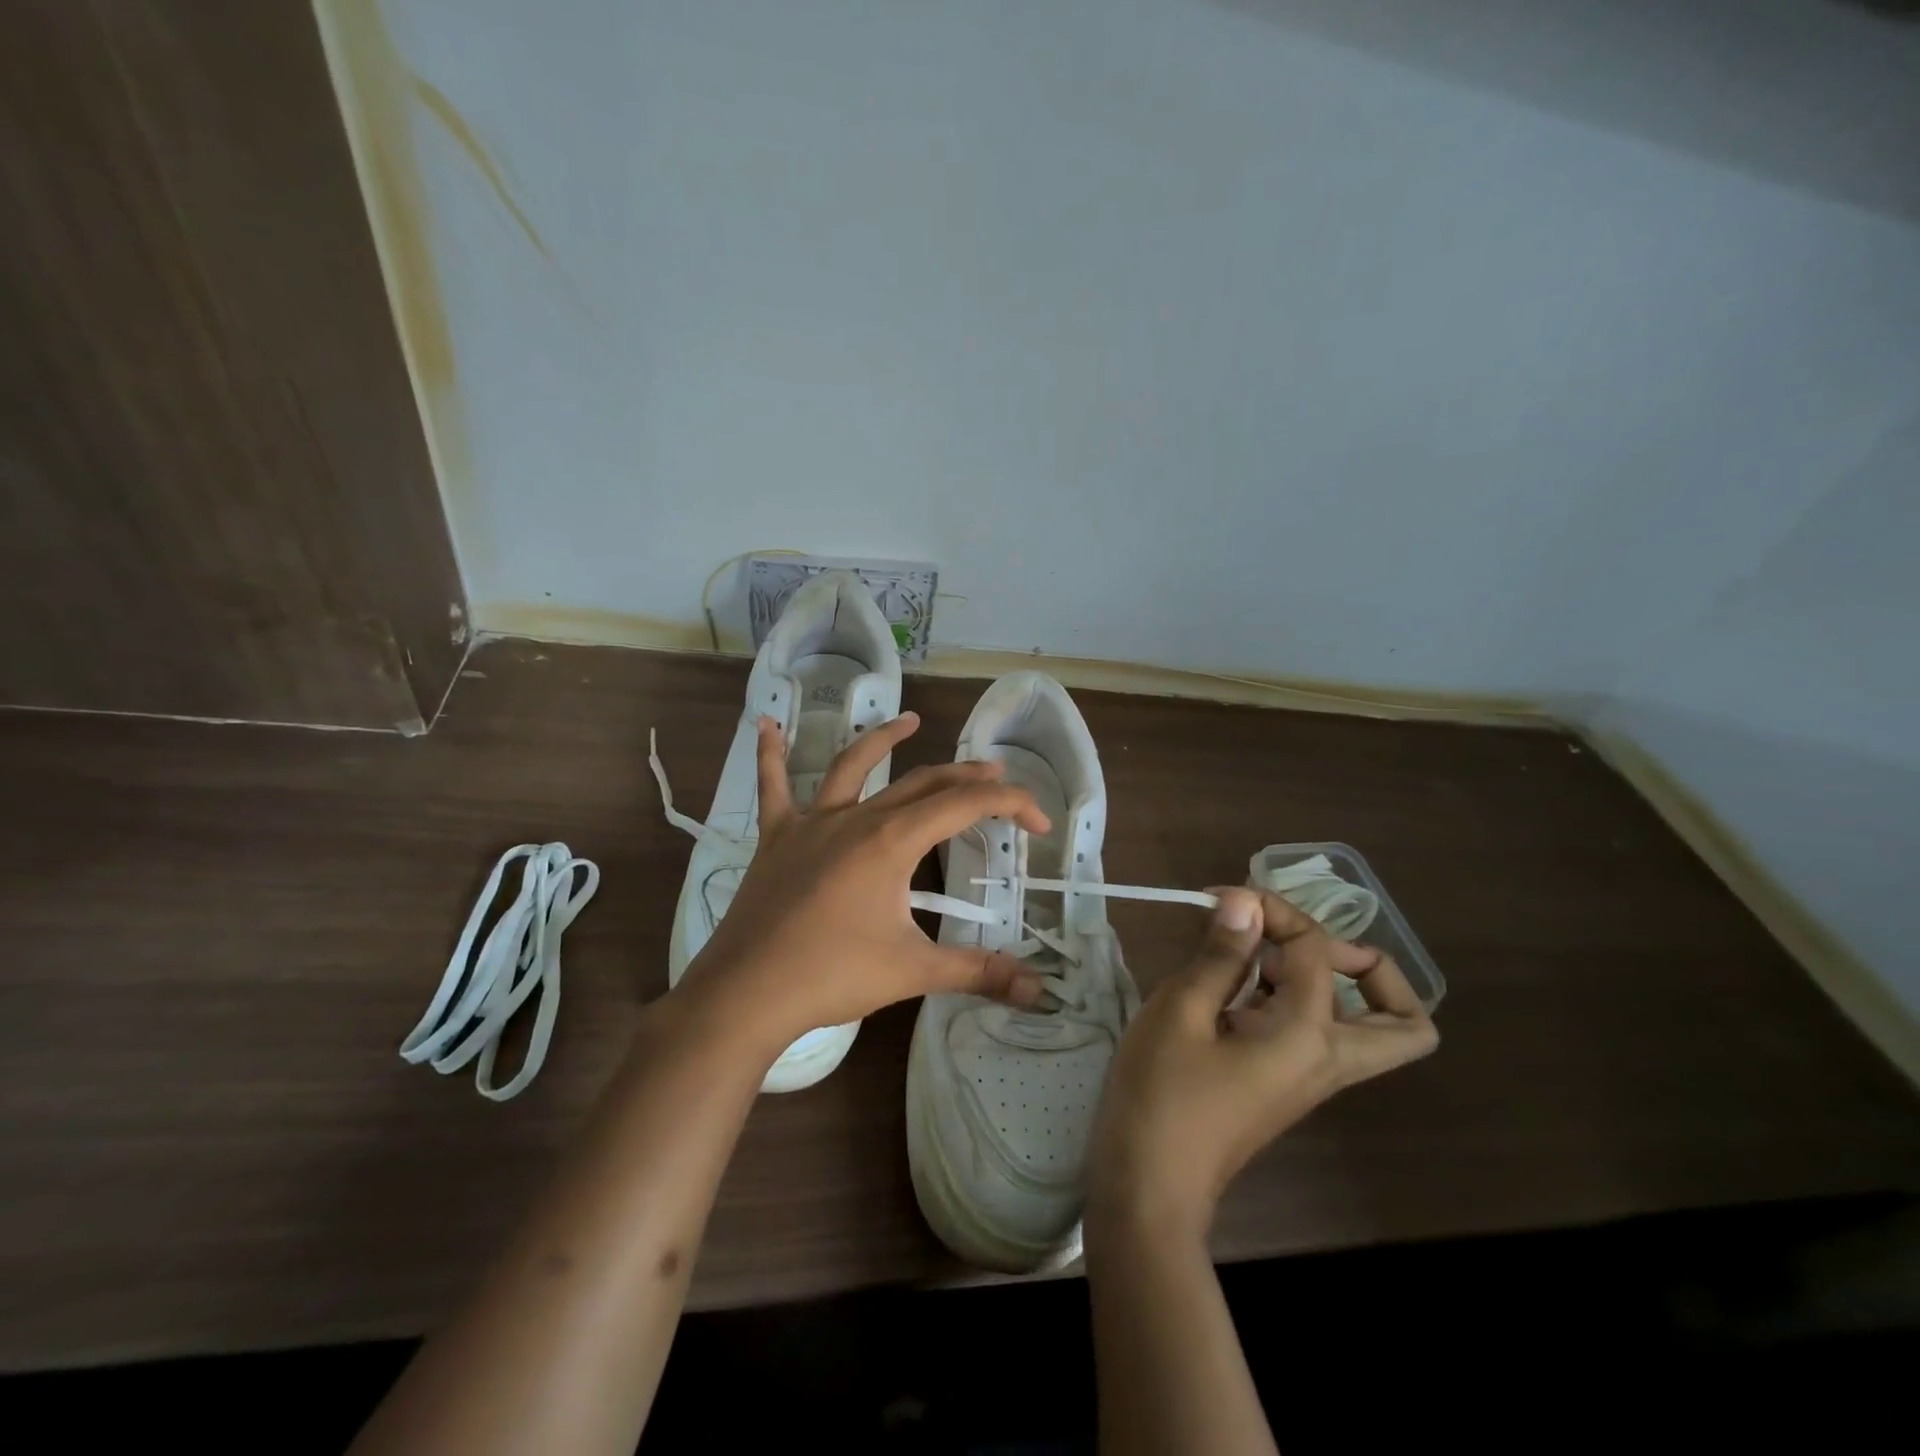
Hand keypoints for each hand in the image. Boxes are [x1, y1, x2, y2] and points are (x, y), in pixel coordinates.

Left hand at [682, 711, 1051, 1055]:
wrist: (746, 993)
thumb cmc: (832, 976)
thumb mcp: (913, 971)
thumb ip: (977, 972)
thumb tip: (1036, 990)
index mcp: (891, 840)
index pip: (964, 805)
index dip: (1010, 805)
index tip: (1038, 823)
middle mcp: (855, 818)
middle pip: (921, 782)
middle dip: (964, 776)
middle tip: (995, 777)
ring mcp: (811, 823)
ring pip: (852, 767)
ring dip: (883, 740)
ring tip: (910, 720)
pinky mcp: (777, 838)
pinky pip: (773, 788)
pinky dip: (771, 755)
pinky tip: (765, 724)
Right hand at [1088, 886, 1437, 1239]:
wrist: (1149, 1184)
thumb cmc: (1162, 1093)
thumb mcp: (1182, 1011)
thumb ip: (1221, 954)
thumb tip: (1245, 901)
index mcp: (1308, 1037)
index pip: (1316, 950)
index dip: (1272, 909)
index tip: (1220, 899)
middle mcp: (1327, 1059)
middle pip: (1402, 1019)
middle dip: (1365, 966)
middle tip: (1296, 942)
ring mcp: (1310, 1078)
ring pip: (1364, 1029)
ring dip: (1330, 980)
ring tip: (1260, 955)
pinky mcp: (1284, 1084)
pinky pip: (1319, 1034)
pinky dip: (1295, 999)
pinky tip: (1236, 985)